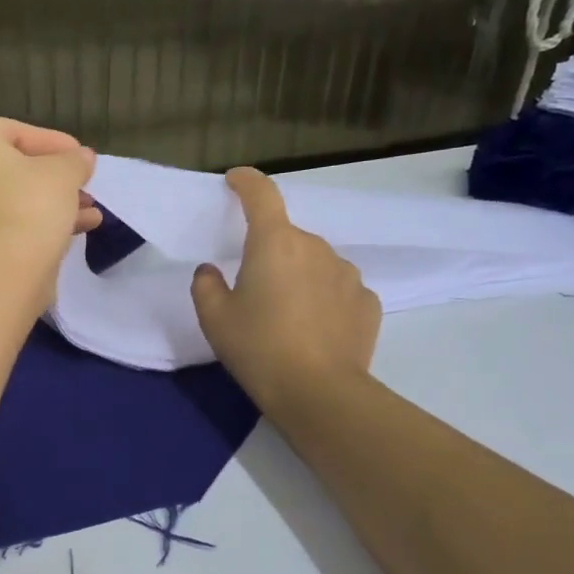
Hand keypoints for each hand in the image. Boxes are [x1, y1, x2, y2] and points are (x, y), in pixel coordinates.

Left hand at [0, 118, 101, 254]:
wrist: (2, 268)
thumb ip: (74, 160)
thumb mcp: (64, 172)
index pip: (17, 132)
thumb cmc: (30, 202)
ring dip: (51, 203)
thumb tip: (82, 158)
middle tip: (83, 186)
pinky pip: (4, 223)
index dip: (56, 144)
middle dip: (54, 179)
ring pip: (10, 199)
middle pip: (12, 168)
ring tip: (88, 213)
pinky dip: (34, 223)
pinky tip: (73, 231)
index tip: (82, 158)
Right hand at [190, 168, 380, 407]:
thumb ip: (206, 285)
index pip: (261, 195)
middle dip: (270, 253)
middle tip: (253, 291)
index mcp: (275, 243)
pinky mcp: (368, 302)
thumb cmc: (258, 348)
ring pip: (315, 263)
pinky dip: (324, 299)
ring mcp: (347, 274)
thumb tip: (212, 271)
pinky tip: (315, 330)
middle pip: (287, 237)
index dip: (246, 182)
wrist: (319, 393)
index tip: (235, 181)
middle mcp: (316, 247)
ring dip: (299, 277)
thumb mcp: (214, 318)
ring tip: (287, 317)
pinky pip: (338, 289)